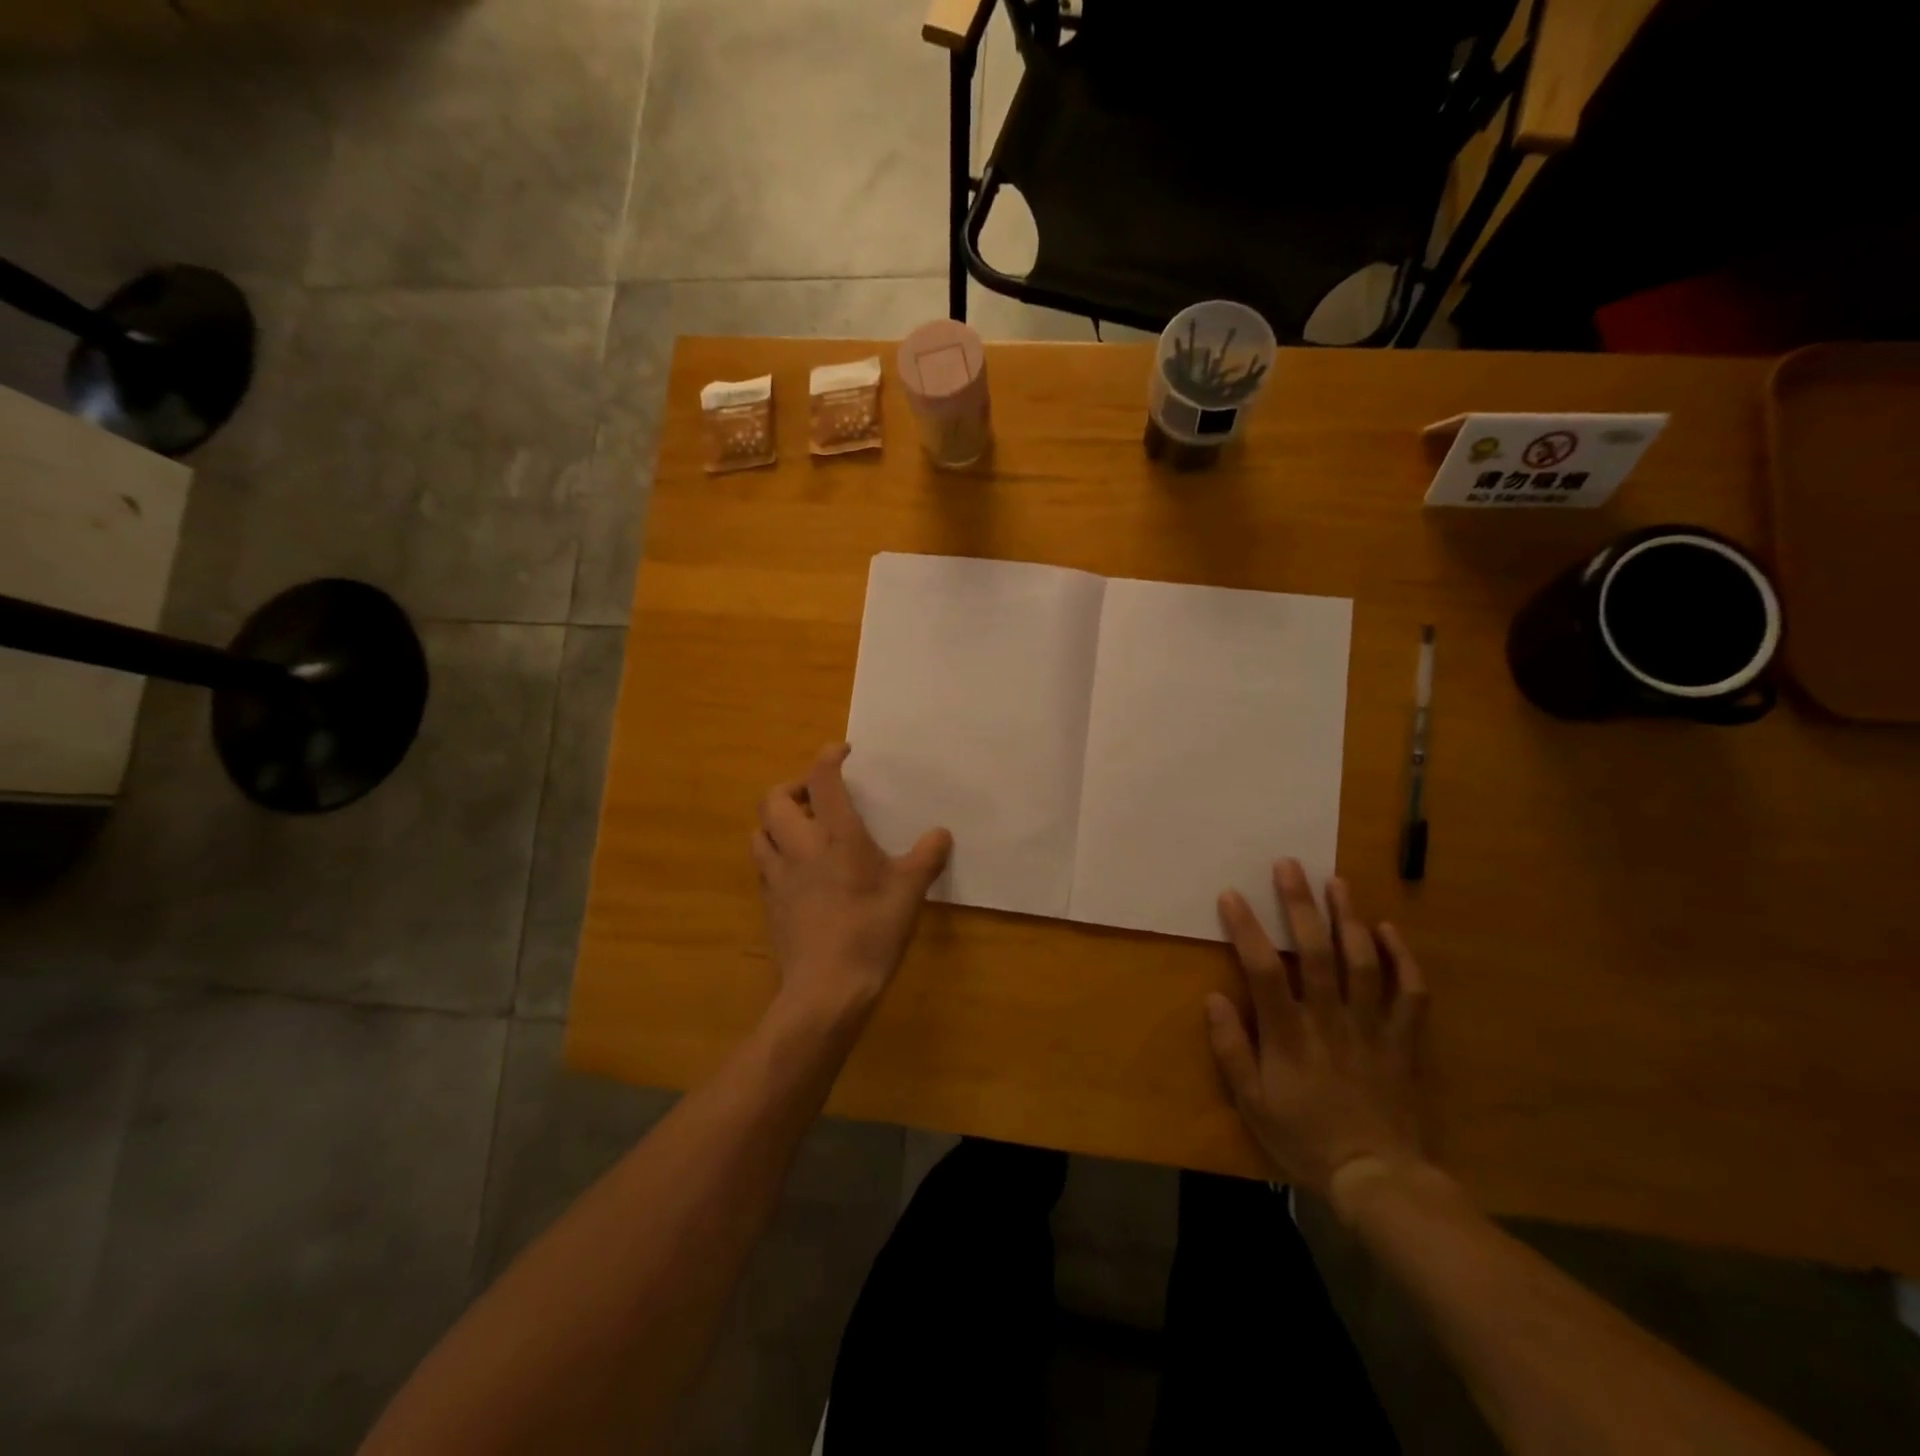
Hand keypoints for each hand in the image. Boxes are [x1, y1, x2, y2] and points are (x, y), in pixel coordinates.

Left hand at [753, 744, 952, 1019]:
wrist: (825, 988)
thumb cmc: (871, 932)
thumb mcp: (909, 893)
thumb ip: (926, 858)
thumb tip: (941, 834)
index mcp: (836, 837)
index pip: (822, 780)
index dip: (828, 757)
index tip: (842, 752)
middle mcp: (800, 847)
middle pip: (774, 799)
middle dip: (792, 787)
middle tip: (816, 795)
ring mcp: (778, 876)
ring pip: (760, 831)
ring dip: (777, 820)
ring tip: (801, 828)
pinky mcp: (770, 903)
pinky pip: (763, 864)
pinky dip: (775, 853)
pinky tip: (797, 870)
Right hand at [1206, 859, 1428, 1199]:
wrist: (1376, 1177)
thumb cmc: (1303, 1137)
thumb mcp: (1251, 1102)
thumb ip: (1231, 1048)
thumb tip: (1213, 997)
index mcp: (1290, 1034)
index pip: (1264, 969)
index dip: (1247, 929)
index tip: (1232, 895)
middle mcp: (1331, 1019)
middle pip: (1317, 952)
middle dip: (1300, 905)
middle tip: (1289, 865)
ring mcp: (1371, 1026)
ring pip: (1364, 962)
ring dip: (1350, 918)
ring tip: (1336, 881)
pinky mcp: (1402, 1040)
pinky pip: (1410, 994)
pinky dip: (1403, 959)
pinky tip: (1390, 929)